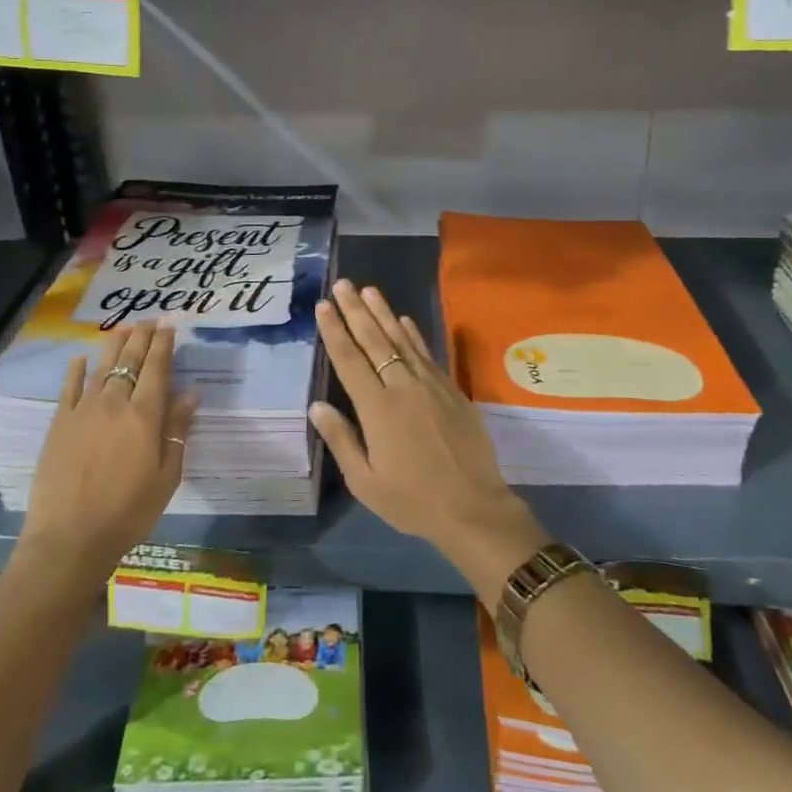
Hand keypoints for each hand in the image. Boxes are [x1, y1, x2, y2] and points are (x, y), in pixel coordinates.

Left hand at [16, 322, 198, 582]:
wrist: (70, 538)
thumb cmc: (128, 512)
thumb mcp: (167, 476)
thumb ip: (177, 430)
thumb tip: (191, 393)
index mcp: (144, 416)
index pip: (157, 369)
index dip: (164, 345)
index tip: (170, 326)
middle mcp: (114, 403)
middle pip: (130, 361)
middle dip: (142, 337)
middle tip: (150, 319)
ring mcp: (83, 411)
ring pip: (102, 368)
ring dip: (114, 345)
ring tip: (123, 329)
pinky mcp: (59, 424)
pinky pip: (69, 388)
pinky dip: (77, 370)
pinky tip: (81, 358)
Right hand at [311, 280, 547, 607]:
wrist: (474, 508)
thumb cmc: (413, 500)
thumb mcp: (365, 482)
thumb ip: (341, 440)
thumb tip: (317, 405)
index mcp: (377, 409)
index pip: (349, 360)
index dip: (335, 330)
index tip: (323, 305)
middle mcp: (402, 387)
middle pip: (374, 340)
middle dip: (356, 310)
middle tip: (342, 284)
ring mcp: (430, 385)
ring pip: (402, 340)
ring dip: (383, 313)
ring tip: (368, 290)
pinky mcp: (451, 389)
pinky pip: (427, 353)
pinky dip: (414, 334)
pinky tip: (405, 320)